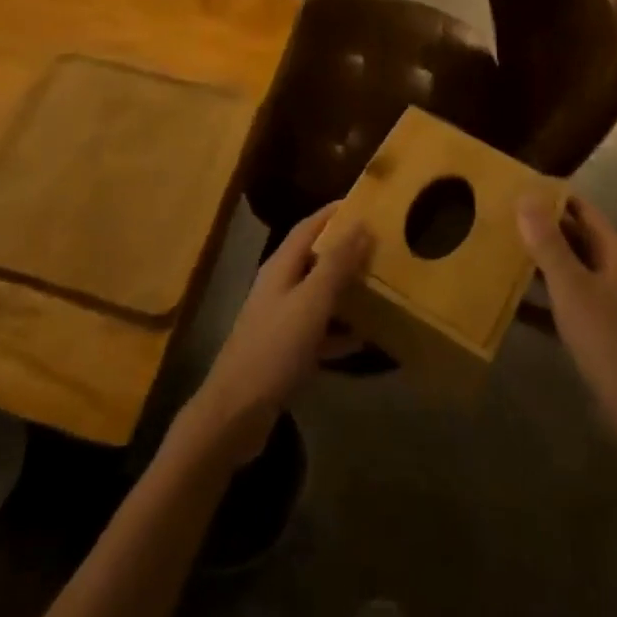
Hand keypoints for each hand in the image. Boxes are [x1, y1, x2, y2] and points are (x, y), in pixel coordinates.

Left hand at [181, 205, 370, 466]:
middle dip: (344, 249)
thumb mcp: (311, 302)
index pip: (308, 227)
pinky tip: (364, 339)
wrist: (236, 414)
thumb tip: (360, 224)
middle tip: (381, 244)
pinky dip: (339, 331)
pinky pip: (318, 331)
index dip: (333, 213)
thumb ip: (335, 264)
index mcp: (280, 268)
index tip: (365, 202)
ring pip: (318, 295)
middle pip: (313, 258)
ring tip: (380, 286)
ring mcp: (280, 320)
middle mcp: (278, 287)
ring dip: (345, 289)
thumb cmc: (274, 349)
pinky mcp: (284, 352)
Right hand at [519, 196, 616, 446]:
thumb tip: (526, 196)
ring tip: (498, 252)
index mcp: (614, 253)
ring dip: (537, 263)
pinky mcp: (593, 328)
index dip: (552, 197)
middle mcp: (611, 270)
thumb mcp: (571, 286)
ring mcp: (604, 300)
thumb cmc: (605, 336)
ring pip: (566, 270)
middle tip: (499, 217)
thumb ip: (548, 242)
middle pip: (573, 238)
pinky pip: (561, 304)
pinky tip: (508, 303)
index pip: (582, 210)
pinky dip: (539, 300)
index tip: (517, 187)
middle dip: (539, 228)